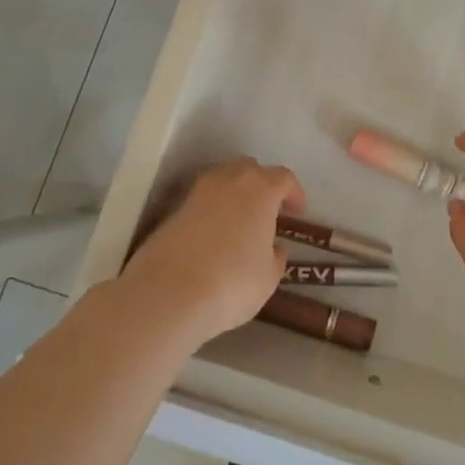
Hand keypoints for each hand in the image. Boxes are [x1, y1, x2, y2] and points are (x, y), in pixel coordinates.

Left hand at [120, 158, 305, 348]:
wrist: (166, 295)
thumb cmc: (232, 283)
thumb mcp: (268, 277)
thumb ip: (275, 256)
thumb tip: (273, 247)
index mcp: (260, 189)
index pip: (283, 178)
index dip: (293, 193)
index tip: (297, 211)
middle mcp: (229, 181)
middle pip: (250, 170)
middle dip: (262, 185)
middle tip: (268, 211)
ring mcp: (196, 193)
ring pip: (222, 181)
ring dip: (234, 194)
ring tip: (239, 221)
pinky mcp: (171, 211)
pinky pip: (201, 202)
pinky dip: (211, 211)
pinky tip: (213, 237)